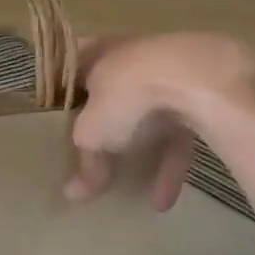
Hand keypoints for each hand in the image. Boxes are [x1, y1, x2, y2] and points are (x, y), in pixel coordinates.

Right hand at [64, 33, 254, 209]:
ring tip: (132, 194)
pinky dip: (170, 166)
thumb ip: (85, 160)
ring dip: (143, 155)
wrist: (196, 78)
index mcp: (97, 53)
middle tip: (93, 150)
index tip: (55, 111)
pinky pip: (180, 134)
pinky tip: (164, 201)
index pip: (72, 64)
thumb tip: (73, 193)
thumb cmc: (126, 94)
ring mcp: (168, 75)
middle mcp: (131, 58)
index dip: (62, 87)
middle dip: (106, 123)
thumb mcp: (93, 133)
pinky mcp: (200, 96)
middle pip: (112, 92)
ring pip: (149, 117)